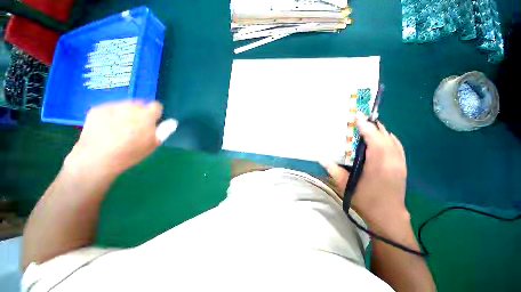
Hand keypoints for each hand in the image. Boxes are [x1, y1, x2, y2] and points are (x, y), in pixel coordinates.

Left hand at [65, 101, 162, 177]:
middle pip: (140, 104)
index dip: (155, 114)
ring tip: (119, 128)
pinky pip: (110, 108)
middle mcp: (130, 107)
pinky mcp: (97, 109)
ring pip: (124, 105)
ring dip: (126, 113)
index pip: (156, 106)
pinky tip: (106, 127)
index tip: (151, 122)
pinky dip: (111, 115)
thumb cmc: (130, 153)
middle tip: (134, 127)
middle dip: (140, 113)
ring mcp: (112, 106)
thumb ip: (164, 130)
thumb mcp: (153, 144)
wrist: (97, 158)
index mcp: (146, 116)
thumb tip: (172, 121)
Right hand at [321, 116, 408, 229]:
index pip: (375, 141)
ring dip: (381, 131)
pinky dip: (389, 138)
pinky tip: (382, 137)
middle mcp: (392, 162)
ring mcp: (400, 164)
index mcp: (378, 166)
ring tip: (369, 125)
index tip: (358, 118)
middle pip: (385, 137)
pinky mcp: (403, 167)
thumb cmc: (366, 201)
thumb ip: (334, 171)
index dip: (367, 128)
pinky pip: (397, 146)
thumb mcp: (346, 187)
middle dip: (374, 126)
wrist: (388, 216)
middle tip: (361, 119)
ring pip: (393, 141)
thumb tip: (322, 158)